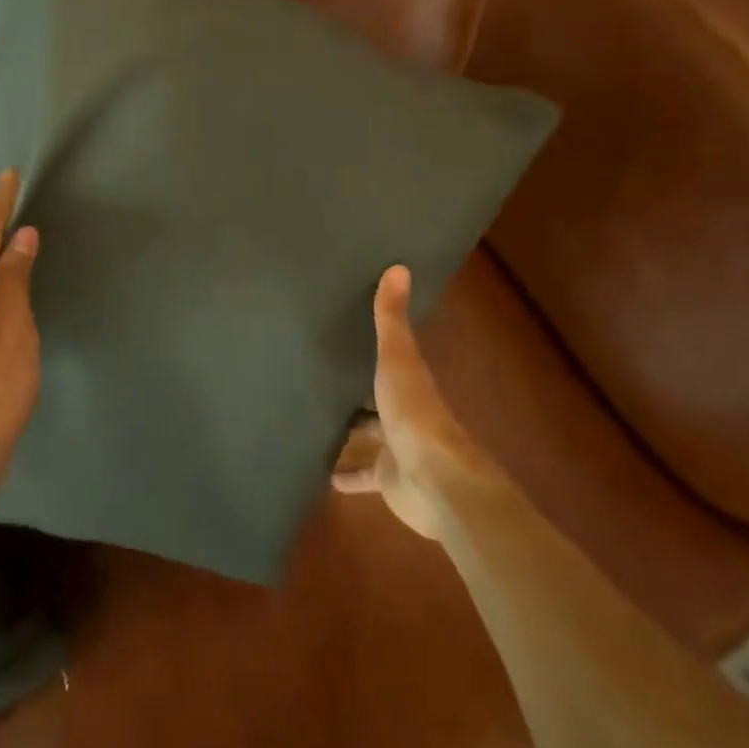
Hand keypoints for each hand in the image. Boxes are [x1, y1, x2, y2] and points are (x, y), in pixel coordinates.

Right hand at [332, 266, 493, 540]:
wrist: (434, 479)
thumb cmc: (413, 413)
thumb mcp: (397, 359)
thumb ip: (392, 319)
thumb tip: (399, 267)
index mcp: (409, 382)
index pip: (389, 359)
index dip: (372, 348)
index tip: (347, 332)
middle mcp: (404, 412)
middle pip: (376, 398)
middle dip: (356, 390)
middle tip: (321, 376)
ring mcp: (396, 448)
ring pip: (369, 436)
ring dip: (350, 431)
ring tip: (314, 419)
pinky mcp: (387, 480)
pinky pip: (362, 475)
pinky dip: (346, 475)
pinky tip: (322, 473)